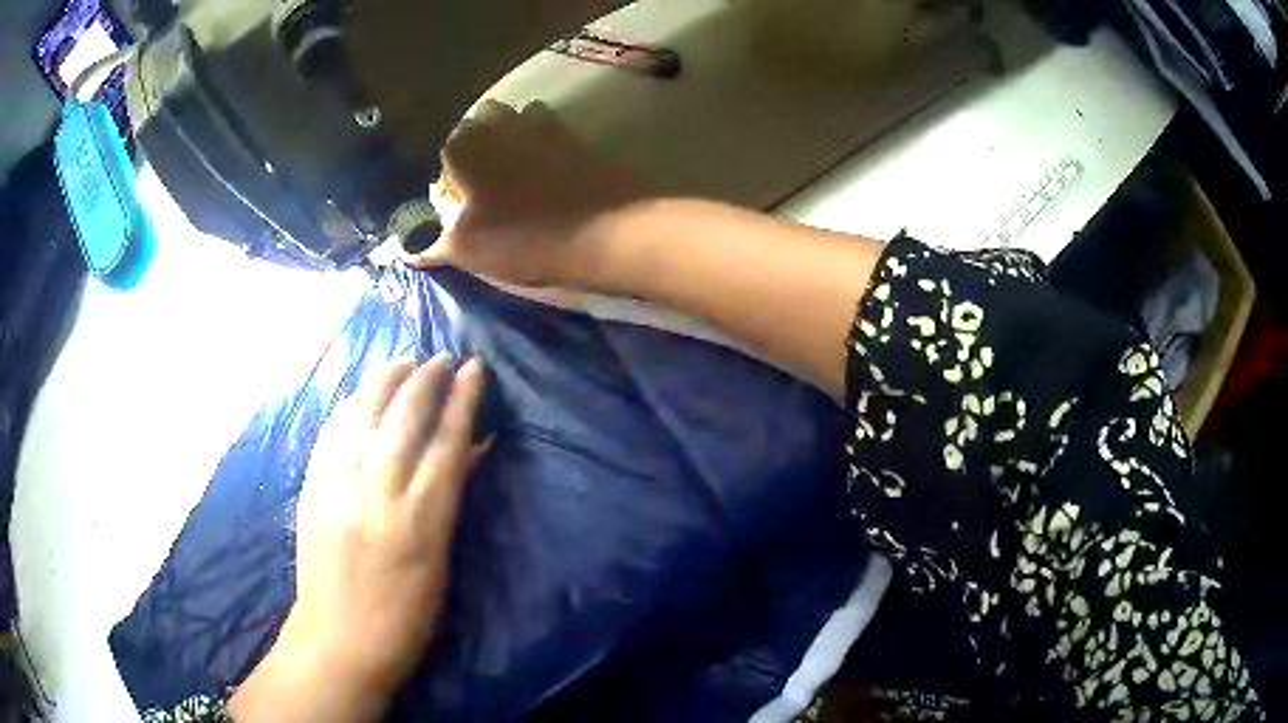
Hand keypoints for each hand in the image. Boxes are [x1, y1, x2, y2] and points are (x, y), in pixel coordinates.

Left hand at [231, 356, 489, 722]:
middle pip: (406, 415)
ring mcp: (338, 482)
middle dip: (427, 378)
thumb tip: (471, 449)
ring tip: (405, 361)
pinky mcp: (312, 484)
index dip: (462, 399)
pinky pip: (333, 430)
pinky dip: (352, 405)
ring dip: (388, 379)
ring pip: (365, 411)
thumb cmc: (405, 615)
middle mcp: (378, 488)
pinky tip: (362, 395)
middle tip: (443, 358)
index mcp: (420, 516)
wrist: (339, 638)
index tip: (475, 368)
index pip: (446, 439)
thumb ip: (451, 499)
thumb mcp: (441, 561)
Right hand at [409, 100, 644, 287]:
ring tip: (522, 179)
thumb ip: (433, 243)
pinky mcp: (576, 132)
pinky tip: (553, 174)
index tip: (464, 207)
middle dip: (480, 152)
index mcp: (462, 145)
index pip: (445, 158)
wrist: (603, 231)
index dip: (452, 183)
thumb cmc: (520, 239)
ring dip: (512, 141)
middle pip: (479, 130)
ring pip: (514, 123)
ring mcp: (541, 122)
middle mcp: (498, 122)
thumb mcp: (465, 249)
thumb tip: (412, 250)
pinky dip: (545, 146)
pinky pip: (550, 132)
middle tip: (490, 190)